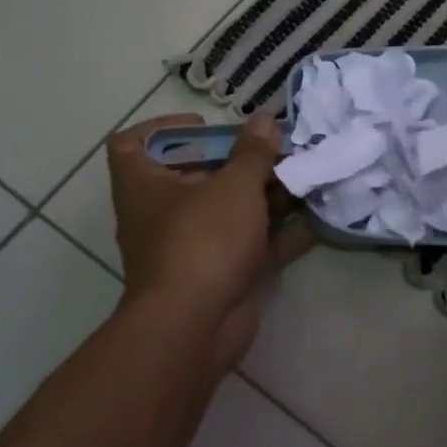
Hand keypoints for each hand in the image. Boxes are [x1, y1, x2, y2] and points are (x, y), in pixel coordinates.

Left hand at [106, 112, 312, 374]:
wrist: (195, 327)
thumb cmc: (202, 240)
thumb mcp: (233, 186)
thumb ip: (253, 152)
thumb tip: (264, 119)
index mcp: (144, 185)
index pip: (132, 144)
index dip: (164, 128)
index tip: (206, 125)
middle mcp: (162, 213)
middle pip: (196, 174)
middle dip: (239, 160)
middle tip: (276, 147)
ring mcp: (192, 246)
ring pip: (230, 210)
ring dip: (266, 194)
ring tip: (304, 174)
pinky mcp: (220, 274)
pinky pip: (251, 245)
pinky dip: (279, 233)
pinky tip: (315, 218)